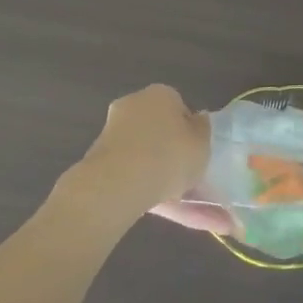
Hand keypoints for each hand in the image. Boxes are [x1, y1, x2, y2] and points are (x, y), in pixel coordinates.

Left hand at [64, 85, 225, 231]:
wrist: (118, 183)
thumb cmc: (169, 155)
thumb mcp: (202, 143)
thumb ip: (202, 130)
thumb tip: (198, 119)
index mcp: (161, 94)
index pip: (179, 108)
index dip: (189, 131)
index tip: (195, 151)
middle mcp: (134, 105)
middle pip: (159, 130)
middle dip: (172, 154)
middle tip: (189, 178)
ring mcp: (113, 133)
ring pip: (146, 157)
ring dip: (162, 177)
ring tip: (184, 207)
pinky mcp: (100, 160)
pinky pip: (132, 174)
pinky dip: (147, 190)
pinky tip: (162, 208)